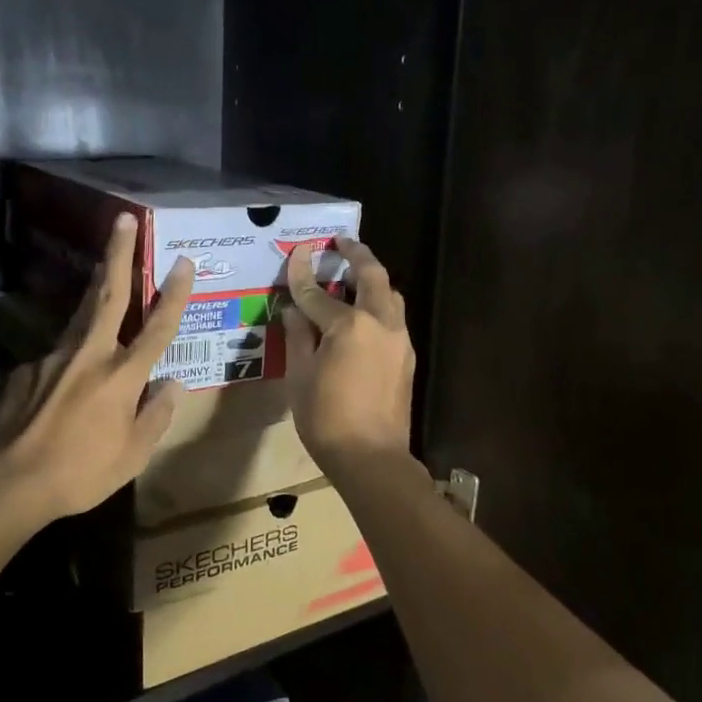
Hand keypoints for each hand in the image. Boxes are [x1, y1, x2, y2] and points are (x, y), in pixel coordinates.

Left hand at [0, 214, 196, 522]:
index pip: (157, 328)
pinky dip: (69, 359)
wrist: (9, 481)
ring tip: (104, 270)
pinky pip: (57, 357)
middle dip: (118, 253)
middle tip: (123, 219)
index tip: (183, 260)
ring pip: (81, 316)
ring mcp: (53, 357)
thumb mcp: (133, 455)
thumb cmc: (81, 473)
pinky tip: (64, 385)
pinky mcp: (26, 369)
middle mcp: (89, 355)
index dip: (173, 294)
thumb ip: (156, 415)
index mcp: (122, 376)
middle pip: (108, 294)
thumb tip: (171, 385)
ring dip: (95, 288)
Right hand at [281, 237, 415, 467]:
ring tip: (354, 277)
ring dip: (373, 280)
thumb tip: (294, 311)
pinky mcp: (407, 358)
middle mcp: (381, 324)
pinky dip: (379, 306)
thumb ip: (298, 337)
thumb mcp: (300, 376)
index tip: (295, 254)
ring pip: (391, 296)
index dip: (301, 276)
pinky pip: (394, 319)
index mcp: (350, 326)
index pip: (318, 294)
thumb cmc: (326, 418)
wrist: (372, 458)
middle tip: (342, 243)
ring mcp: (399, 340)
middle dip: (357, 255)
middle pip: (372, 276)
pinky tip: (362, 317)